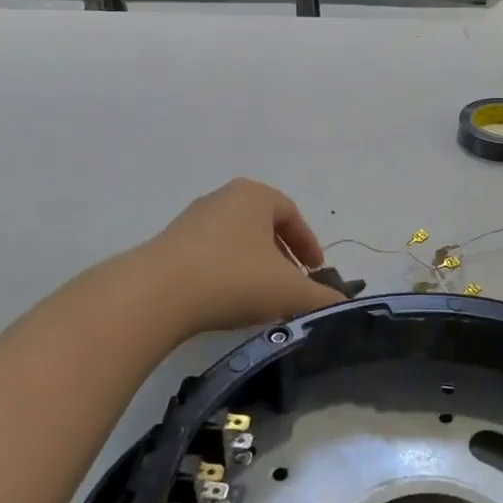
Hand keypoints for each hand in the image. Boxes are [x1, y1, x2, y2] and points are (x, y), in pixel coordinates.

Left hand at [144, 179, 343, 337]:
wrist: (156, 295)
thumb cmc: (233, 279)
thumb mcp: (289, 291)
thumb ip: (322, 298)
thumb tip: (346, 306)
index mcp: (255, 196)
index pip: (292, 214)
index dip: (309, 244)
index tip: (317, 272)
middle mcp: (223, 199)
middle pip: (264, 227)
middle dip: (283, 258)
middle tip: (293, 287)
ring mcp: (192, 221)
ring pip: (237, 243)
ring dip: (256, 268)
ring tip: (264, 300)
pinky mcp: (169, 246)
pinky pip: (211, 257)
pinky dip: (228, 276)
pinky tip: (230, 304)